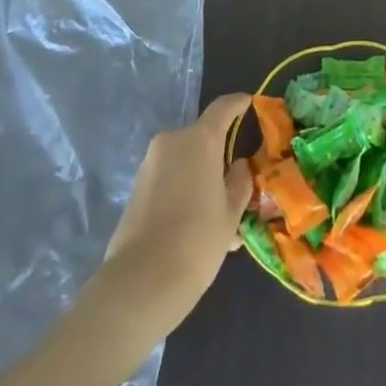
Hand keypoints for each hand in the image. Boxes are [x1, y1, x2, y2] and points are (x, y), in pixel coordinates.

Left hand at [102, 93, 253, 332]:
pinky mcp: (136, 189)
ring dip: (201, 179)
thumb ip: (239, 182)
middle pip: (202, 139)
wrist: (141, 282)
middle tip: (237, 186)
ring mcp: (150, 165)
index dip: (239, 104)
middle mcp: (172, 142)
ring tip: (219, 218)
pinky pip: (169, 180)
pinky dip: (184, 192)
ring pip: (185, 163)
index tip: (250, 103)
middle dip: (219, 157)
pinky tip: (197, 229)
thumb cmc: (198, 239)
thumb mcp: (231, 212)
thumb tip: (239, 167)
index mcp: (200, 139)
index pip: (223, 107)